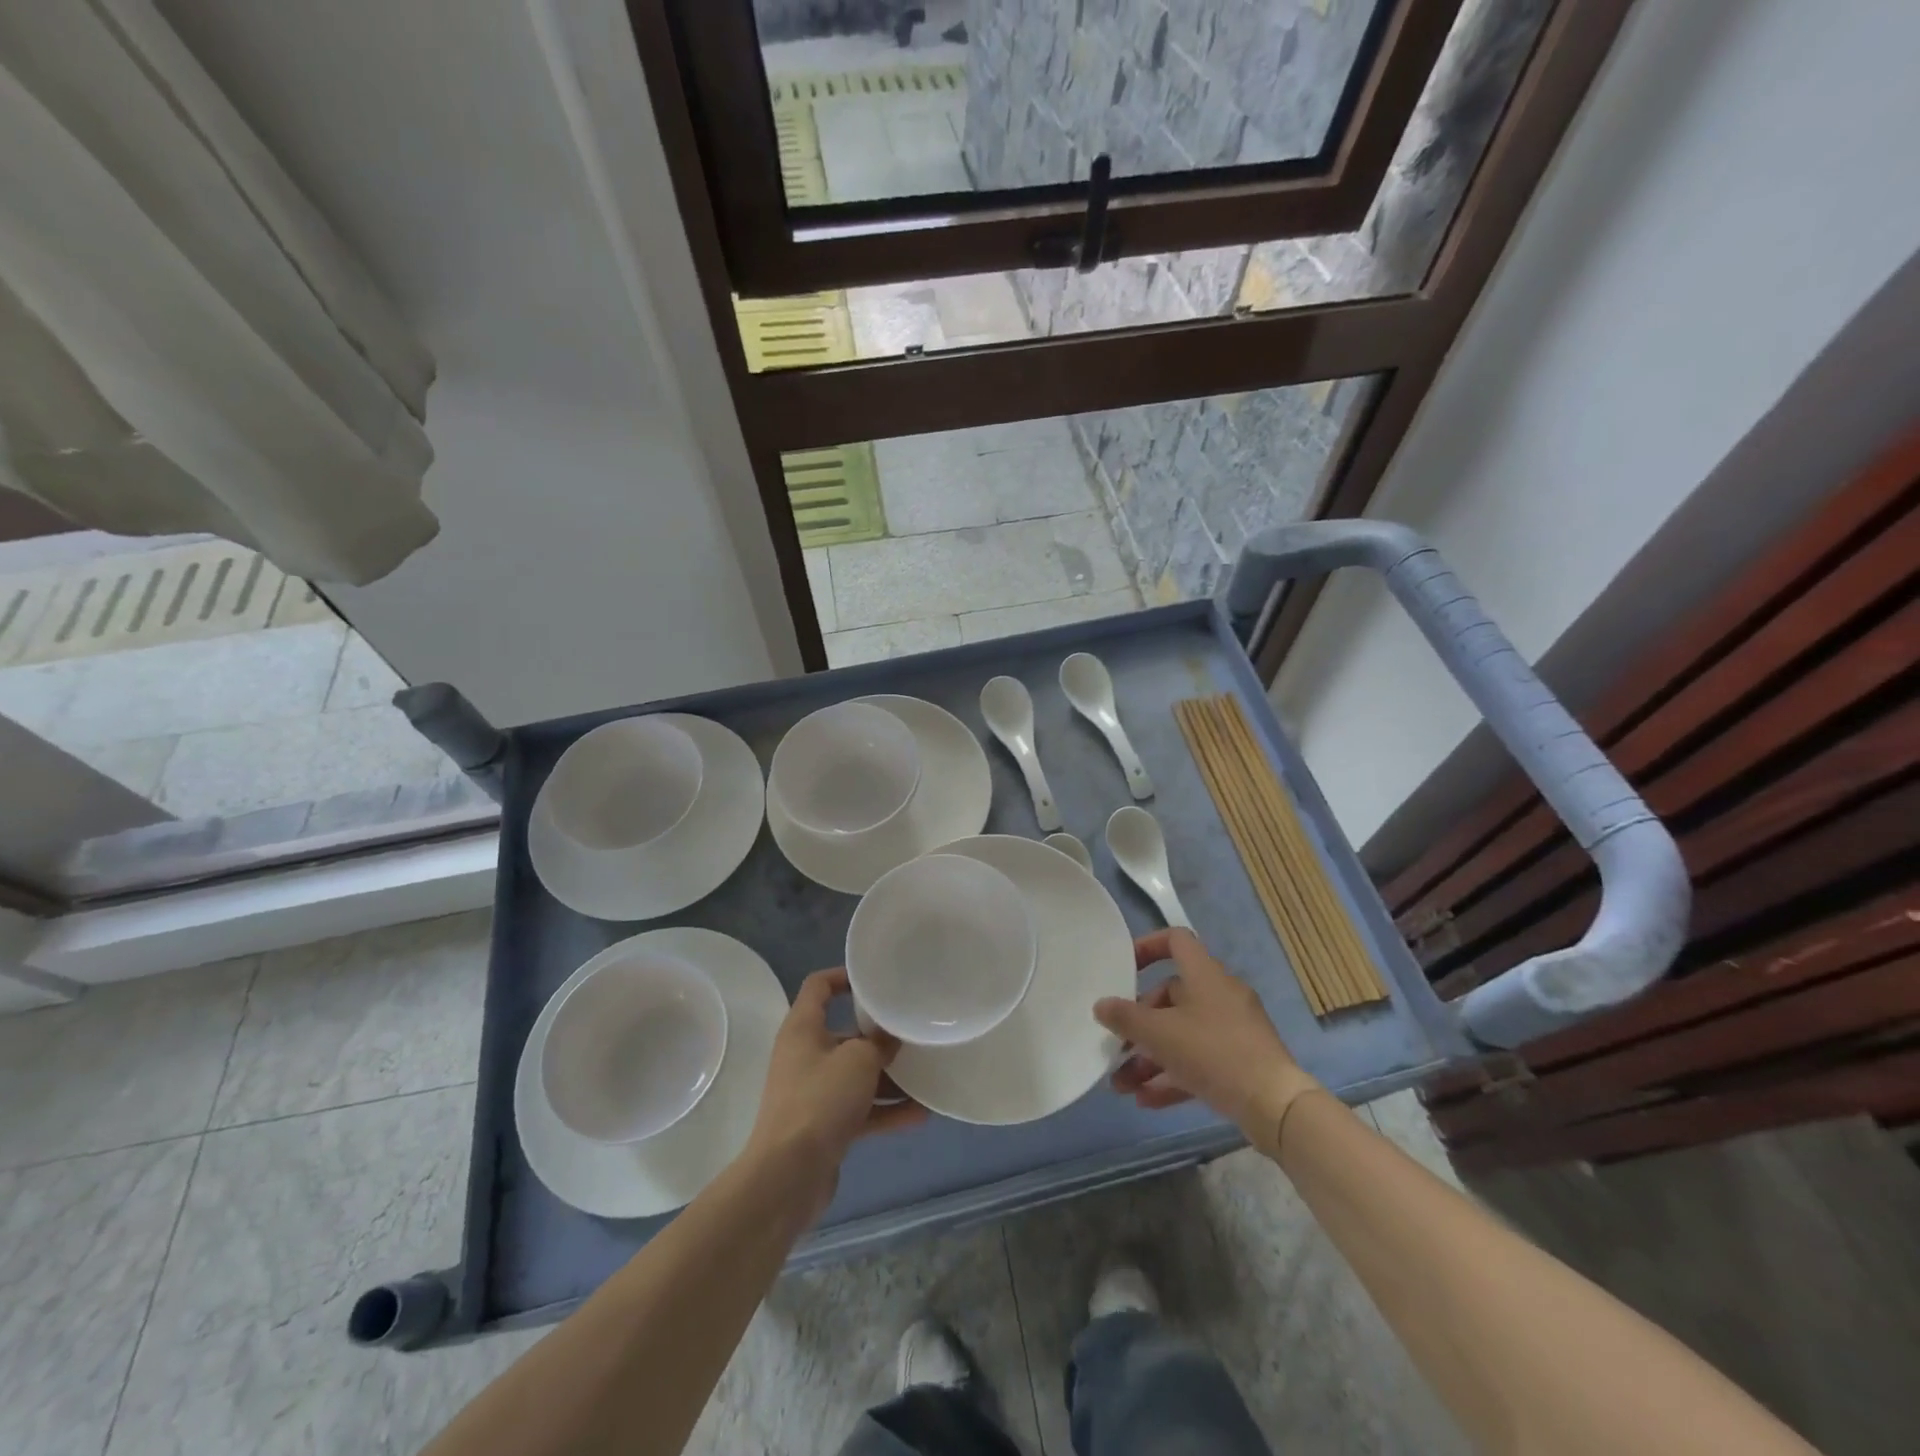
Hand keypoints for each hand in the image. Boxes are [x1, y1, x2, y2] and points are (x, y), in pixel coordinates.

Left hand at [745, 968, 925, 1218]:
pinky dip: (884, 1110)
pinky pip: (859, 1109)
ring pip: (855, 1075)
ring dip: (888, 1077)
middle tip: (911, 1032)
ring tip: (924, 1075)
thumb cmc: (820, 1100)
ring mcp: (813, 1092)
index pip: (819, 986)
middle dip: (878, 1035)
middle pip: (844, 1033)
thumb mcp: (858, 1059)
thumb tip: (891, 1037)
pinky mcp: (823, 1126)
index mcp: (803, 1028)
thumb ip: (880, 1042)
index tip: (876, 981)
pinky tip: (919, 1114)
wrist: (788, 1176)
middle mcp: (805, 1055)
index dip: (845, 976)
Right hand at [1094, 929, 1320, 1152]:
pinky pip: (1199, 1061)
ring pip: (1182, 1034)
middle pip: (1171, 996)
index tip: (1123, 967)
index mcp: (1205, 974)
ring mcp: (1233, 1030)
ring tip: (1123, 1085)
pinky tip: (1146, 1100)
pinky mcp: (1241, 1062)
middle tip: (1118, 1045)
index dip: (1147, 947)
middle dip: (1139, 1024)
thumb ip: (1125, 1018)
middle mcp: (1220, 995)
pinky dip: (1172, 1075)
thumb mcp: (1160, 1034)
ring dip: (1150, 1057)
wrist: (1275, 1105)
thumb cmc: (1213, 1052)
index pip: (1175, 940)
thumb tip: (1101, 1005)